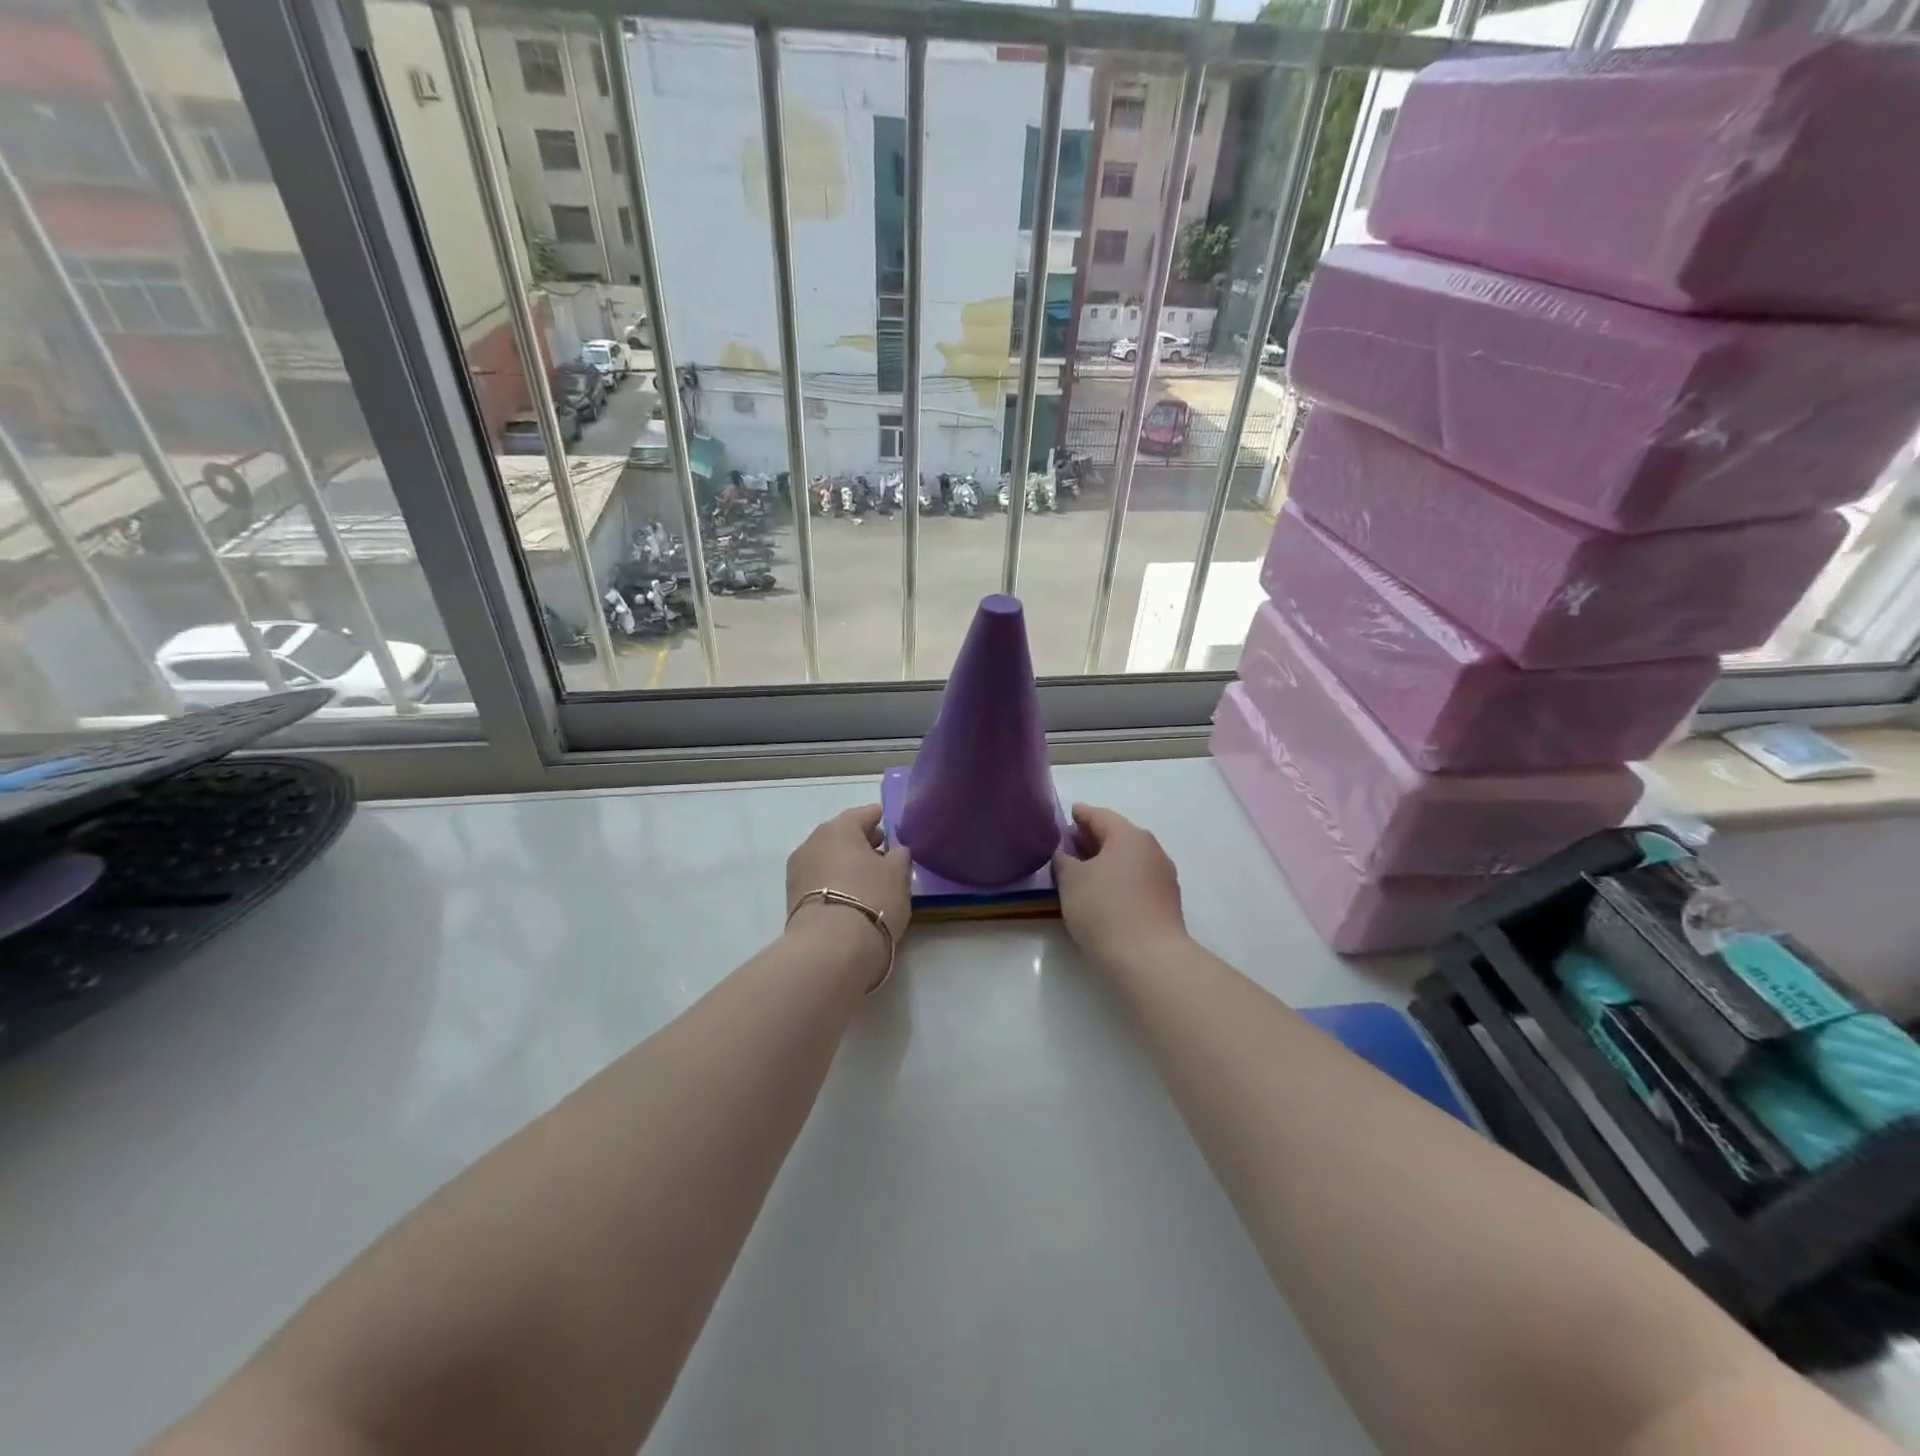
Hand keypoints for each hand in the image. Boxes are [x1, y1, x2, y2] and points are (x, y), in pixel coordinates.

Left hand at [786, 805, 912, 977]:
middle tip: (884, 855)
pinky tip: (851, 896)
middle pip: (842, 836)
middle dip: (862, 842)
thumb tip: (894, 852)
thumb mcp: (898, 874)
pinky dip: (835, 882)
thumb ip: (899, 856)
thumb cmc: (871, 898)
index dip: (880, 818)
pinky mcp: (791, 898)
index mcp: (838, 828)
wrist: (830, 947)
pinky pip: (820, 880)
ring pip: (828, 858)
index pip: (864, 814)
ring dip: (846, 864)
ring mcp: (797, 871)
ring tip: (869, 880)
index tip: (892, 826)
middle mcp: (812, 842)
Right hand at [1052, 804, 1187, 968]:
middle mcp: (1151, 849)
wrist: (1148, 958)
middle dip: (1093, 838)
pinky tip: (1103, 892)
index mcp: (1129, 836)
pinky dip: (1119, 878)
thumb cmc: (1104, 908)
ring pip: (1129, 859)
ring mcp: (1163, 876)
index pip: (1100, 816)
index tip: (1069, 813)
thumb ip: (1064, 861)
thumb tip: (1066, 855)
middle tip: (1070, 842)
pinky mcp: (1166, 902)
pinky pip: (1137, 879)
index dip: (1081, 814)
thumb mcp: (1071, 881)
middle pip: (1117, 836)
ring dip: (1107, 860)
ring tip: (1083, 870)